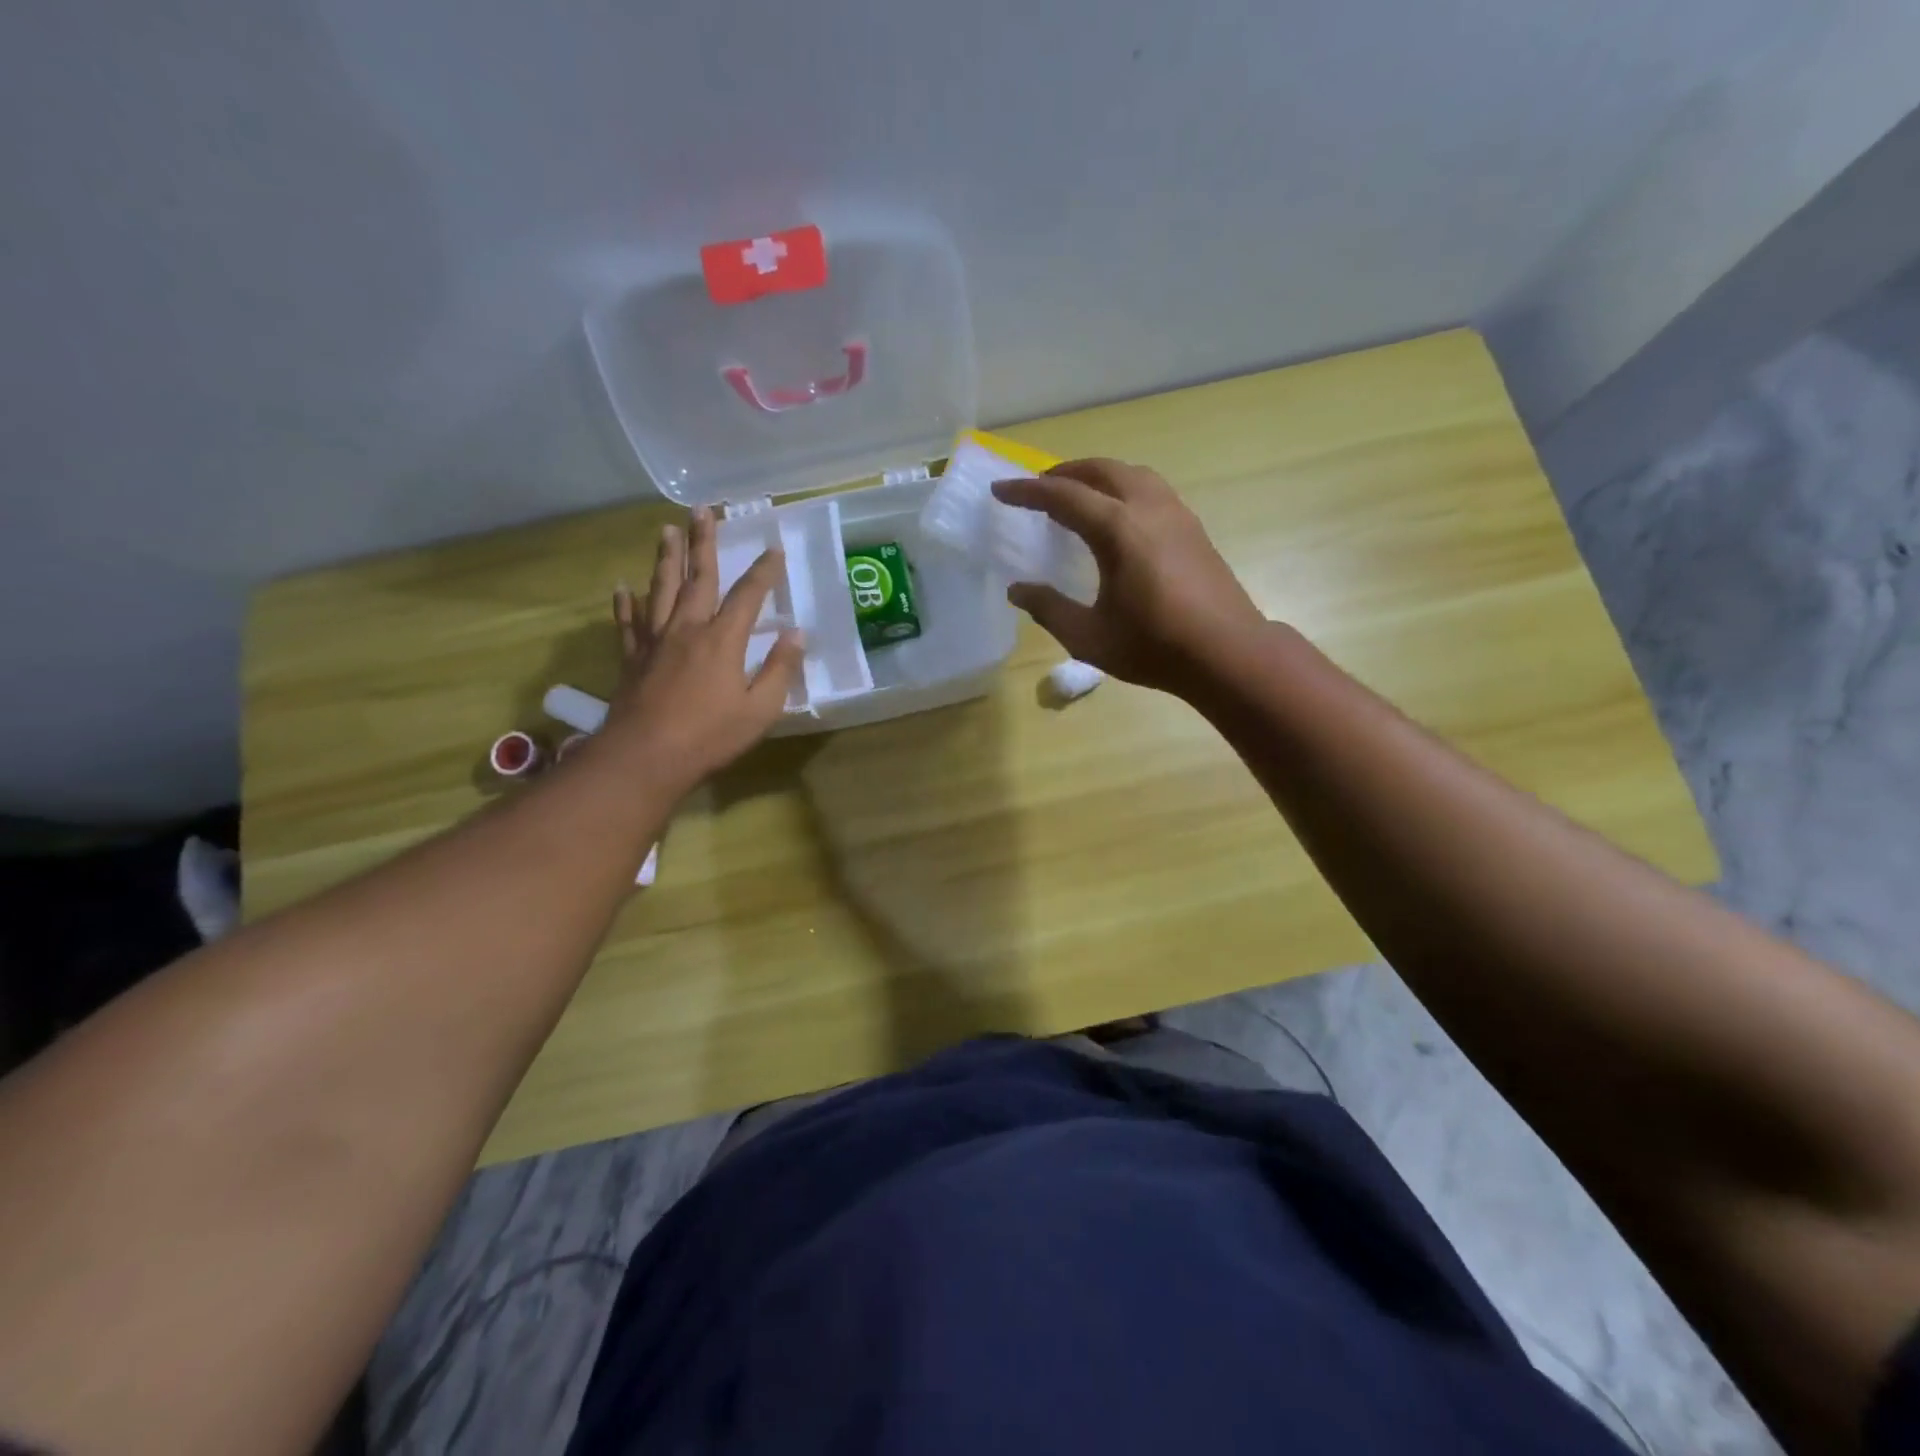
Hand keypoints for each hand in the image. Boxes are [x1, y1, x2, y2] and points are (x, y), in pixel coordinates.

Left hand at [601, 506, 802, 792]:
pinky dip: (625, 603)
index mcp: (722, 640)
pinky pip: (628, 623)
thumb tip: (797, 634)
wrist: (645, 757)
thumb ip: (779, 669)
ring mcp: (655, 641)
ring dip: (665, 558)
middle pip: (697, 577)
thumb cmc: (710, 736)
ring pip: (660, 589)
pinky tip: (622, 587)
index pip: (748, 595)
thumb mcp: (760, 709)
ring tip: (666, 529)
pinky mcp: (632, 658)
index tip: (774, 548)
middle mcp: (687, 628)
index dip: (763, 571)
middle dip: (702, 542)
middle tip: (701, 510)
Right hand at [992, 459, 1265, 696]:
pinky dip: (1123, 488)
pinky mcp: (1193, 528)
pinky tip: (1119, 516)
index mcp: (1118, 530)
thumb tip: (1016, 590)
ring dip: (1098, 475)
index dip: (1027, 492)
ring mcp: (1176, 514)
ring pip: (1132, 474)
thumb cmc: (1154, 647)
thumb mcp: (1089, 637)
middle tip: (1038, 486)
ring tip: (1077, 494)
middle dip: (1064, 472)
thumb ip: (1049, 609)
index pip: (1063, 496)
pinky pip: (1151, 489)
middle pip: (1101, 470)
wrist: (1228, 653)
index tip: (1000, 490)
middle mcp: (1148, 509)